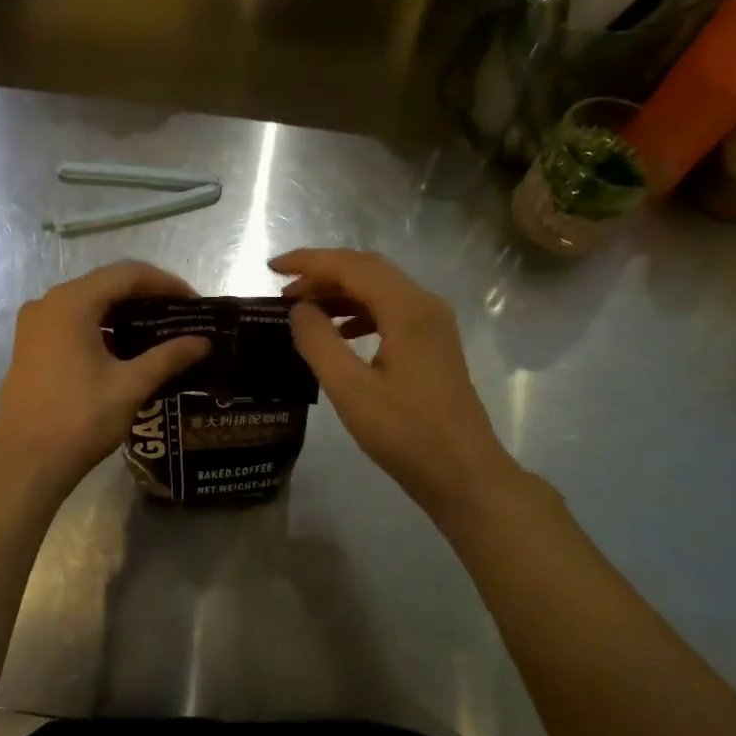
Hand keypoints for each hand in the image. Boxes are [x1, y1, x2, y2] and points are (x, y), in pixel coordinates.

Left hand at [0, 261, 211, 499]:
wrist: (24, 463)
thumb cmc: (79, 419)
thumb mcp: (130, 386)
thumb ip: (168, 357)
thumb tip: (203, 342)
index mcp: (71, 303)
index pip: (127, 275)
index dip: (165, 284)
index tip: (195, 303)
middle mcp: (48, 303)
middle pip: (106, 285)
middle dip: (147, 297)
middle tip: (182, 317)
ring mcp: (35, 325)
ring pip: (89, 305)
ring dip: (125, 314)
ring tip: (161, 333)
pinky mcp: (31, 347)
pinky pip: (73, 323)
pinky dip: (103, 328)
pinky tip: (127, 350)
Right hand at [272, 248, 518, 516]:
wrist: (463, 473)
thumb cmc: (406, 433)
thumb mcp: (350, 389)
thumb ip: (319, 342)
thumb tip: (299, 309)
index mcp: (407, 308)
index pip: (352, 266)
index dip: (309, 261)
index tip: (271, 268)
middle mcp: (425, 304)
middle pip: (368, 270)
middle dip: (322, 274)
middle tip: (283, 292)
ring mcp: (433, 324)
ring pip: (380, 290)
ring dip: (340, 293)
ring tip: (303, 311)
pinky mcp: (433, 344)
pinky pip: (390, 312)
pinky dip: (358, 313)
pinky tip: (339, 333)